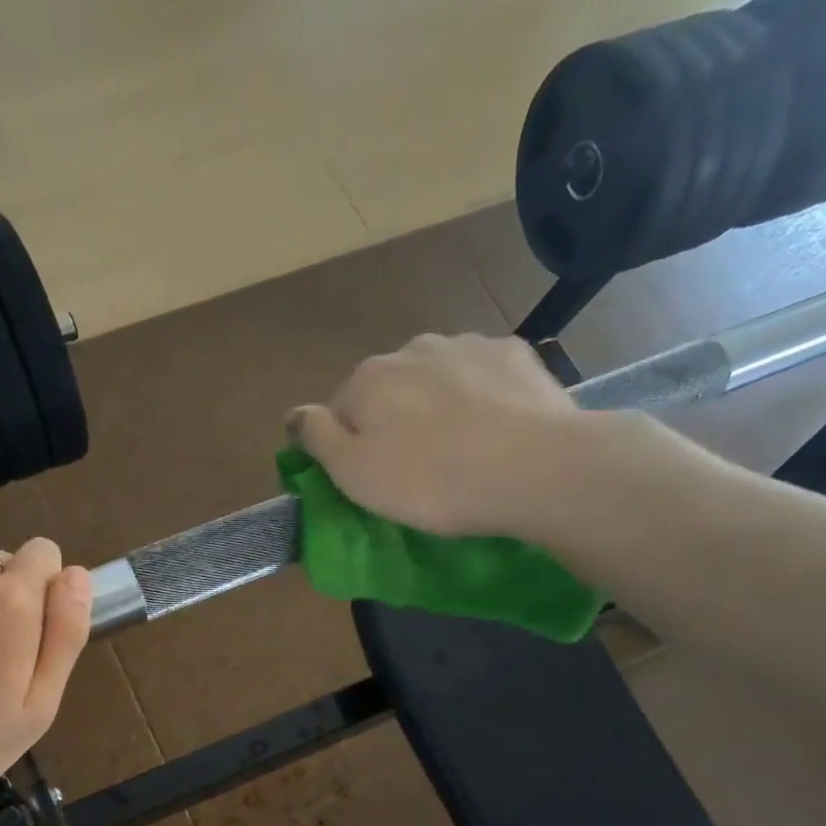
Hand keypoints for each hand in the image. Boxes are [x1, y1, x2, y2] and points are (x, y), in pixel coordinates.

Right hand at [288, 333, 639, 545]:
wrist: (532, 467)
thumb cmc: (429, 481)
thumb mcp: (354, 473)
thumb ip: (317, 438)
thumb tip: (294, 413)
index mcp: (367, 379)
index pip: (338, 410)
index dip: (348, 445)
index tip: (367, 478)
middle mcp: (411, 348)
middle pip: (388, 388)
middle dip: (393, 419)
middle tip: (413, 467)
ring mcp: (466, 344)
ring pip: (434, 377)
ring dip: (435, 404)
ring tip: (458, 448)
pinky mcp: (514, 353)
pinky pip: (480, 376)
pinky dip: (479, 396)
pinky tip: (493, 428)